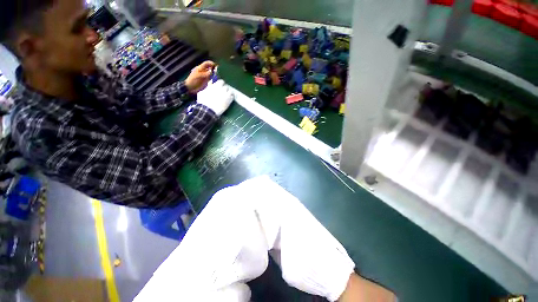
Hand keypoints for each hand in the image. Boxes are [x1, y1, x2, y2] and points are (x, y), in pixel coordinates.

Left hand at [185, 61, 215, 92]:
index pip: (207, 64)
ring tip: (217, 76)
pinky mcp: (207, 80)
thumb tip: (211, 72)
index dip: (211, 63)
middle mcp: (204, 71)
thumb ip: (205, 74)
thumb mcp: (198, 76)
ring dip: (215, 74)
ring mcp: (205, 76)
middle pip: (210, 68)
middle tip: (218, 72)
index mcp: (200, 68)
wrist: (191, 88)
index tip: (215, 66)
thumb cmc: (193, 80)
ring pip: (212, 73)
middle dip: (214, 69)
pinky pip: (212, 78)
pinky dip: (214, 78)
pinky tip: (215, 79)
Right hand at [197, 80, 233, 115]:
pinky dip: (231, 98)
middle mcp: (222, 88)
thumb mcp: (202, 92)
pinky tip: (228, 100)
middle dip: (224, 89)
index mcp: (215, 85)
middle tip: (222, 93)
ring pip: (230, 91)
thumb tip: (210, 84)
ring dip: (228, 93)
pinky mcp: (229, 100)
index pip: (221, 81)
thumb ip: (208, 88)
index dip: (220, 84)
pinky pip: (232, 97)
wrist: (208, 110)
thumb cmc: (203, 101)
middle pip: (226, 86)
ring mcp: (226, 94)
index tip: (219, 87)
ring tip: (226, 96)